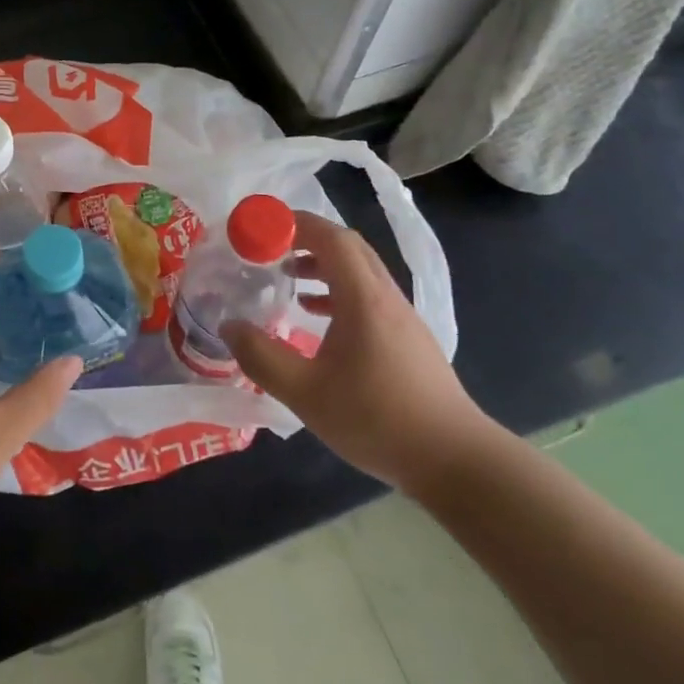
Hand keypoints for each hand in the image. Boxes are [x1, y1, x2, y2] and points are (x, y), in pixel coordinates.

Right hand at [223, 209, 490, 495]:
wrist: (454, 459)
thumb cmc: (376, 419)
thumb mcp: (305, 392)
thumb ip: (261, 357)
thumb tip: (230, 326)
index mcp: (363, 299)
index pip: (332, 238)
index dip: (296, 224)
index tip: (262, 227)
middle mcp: (386, 297)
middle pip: (348, 247)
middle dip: (307, 238)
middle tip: (270, 248)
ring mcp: (402, 316)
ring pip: (360, 271)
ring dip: (323, 264)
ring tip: (288, 278)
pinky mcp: (408, 337)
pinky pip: (368, 295)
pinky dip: (338, 291)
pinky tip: (317, 316)